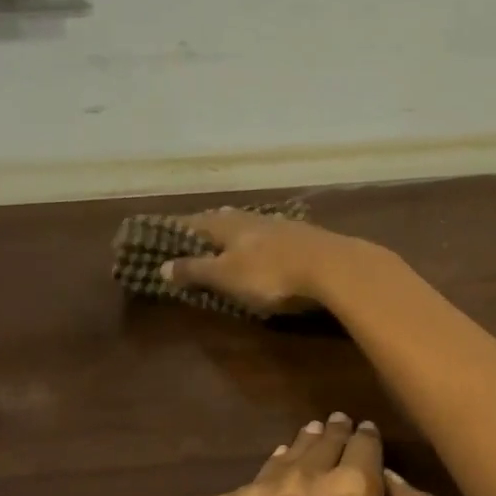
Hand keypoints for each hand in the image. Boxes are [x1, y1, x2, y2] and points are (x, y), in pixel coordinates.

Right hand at [159, 209, 372, 316]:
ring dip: (241, 230)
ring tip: (233, 236)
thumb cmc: (271, 274)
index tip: (165, 231)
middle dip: (212, 226)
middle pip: (227, 219)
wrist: (333, 267)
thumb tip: (162, 265)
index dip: (179, 229)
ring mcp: (284, 225)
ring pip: (254, 224)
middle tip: (199, 231)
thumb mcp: (227, 276)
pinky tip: (272, 245)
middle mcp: (254, 218)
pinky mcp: (309, 238)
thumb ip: (196, 270)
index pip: (196, 222)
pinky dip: (267, 240)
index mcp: (228, 225)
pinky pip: (278, 236)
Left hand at [183, 413, 444, 495]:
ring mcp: (252, 493)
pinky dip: (260, 494)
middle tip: (336, 431)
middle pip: (322, 440)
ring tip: (304, 457)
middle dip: (334, 436)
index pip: (364, 442)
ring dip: (298, 456)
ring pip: (283, 459)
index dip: (367, 439)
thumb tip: (391, 476)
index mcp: (353, 491)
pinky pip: (246, 490)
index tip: (365, 438)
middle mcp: (301, 478)